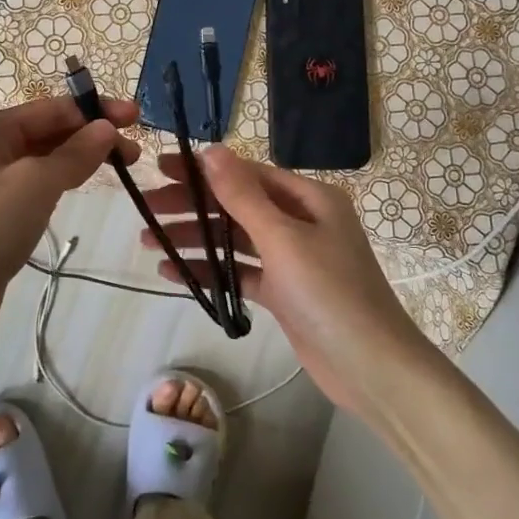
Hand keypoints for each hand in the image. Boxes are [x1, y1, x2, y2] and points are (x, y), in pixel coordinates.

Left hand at [0, 94, 139, 314]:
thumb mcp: (36, 183)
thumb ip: (75, 153)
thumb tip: (106, 128)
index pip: (48, 109)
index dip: (93, 111)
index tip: (134, 117)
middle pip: (43, 132)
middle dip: (89, 136)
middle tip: (134, 151)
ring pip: (39, 161)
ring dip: (77, 159)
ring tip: (118, 167)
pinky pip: (31, 187)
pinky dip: (58, 182)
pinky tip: (79, 187)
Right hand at [140, 148, 433, 421]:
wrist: (373, 369)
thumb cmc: (330, 294)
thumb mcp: (283, 239)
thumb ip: (243, 195)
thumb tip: (212, 149)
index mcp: (309, 198)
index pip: (246, 173)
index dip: (202, 170)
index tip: (161, 168)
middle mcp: (301, 221)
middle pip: (236, 205)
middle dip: (192, 205)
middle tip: (145, 208)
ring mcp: (293, 258)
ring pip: (235, 239)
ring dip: (195, 238)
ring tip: (148, 241)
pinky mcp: (285, 292)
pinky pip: (241, 271)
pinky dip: (211, 270)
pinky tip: (172, 271)